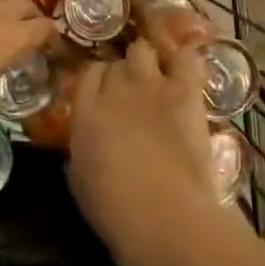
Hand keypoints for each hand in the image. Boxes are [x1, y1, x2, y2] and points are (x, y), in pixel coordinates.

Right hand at [66, 39, 222, 257]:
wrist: (165, 216)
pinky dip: (183, 59)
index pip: (89, 74)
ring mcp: (150, 84)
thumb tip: (82, 146)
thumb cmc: (116, 210)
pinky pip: (184, 56)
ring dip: (148, 61)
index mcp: (85, 111)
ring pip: (143, 49)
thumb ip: (79, 152)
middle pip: (116, 62)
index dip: (99, 80)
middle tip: (132, 91)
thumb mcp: (80, 182)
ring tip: (158, 77)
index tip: (106, 94)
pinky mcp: (184, 90)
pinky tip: (184, 71)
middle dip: (123, 72)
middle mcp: (114, 89)